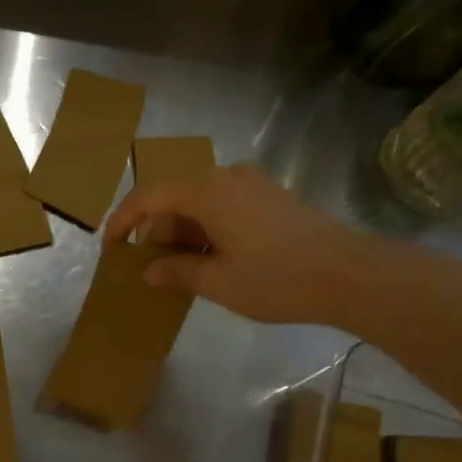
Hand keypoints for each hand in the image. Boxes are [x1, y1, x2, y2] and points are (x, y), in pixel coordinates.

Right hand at [102, 164, 379, 325]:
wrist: (351, 275)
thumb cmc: (278, 279)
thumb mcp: (219, 283)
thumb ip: (177, 272)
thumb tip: (148, 270)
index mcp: (208, 192)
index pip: (150, 196)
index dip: (124, 219)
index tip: (110, 245)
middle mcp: (228, 178)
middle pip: (176, 197)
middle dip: (158, 231)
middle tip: (151, 268)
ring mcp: (253, 185)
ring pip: (201, 203)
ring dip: (184, 232)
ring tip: (182, 270)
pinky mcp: (272, 197)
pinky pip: (225, 206)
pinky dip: (208, 229)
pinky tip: (214, 260)